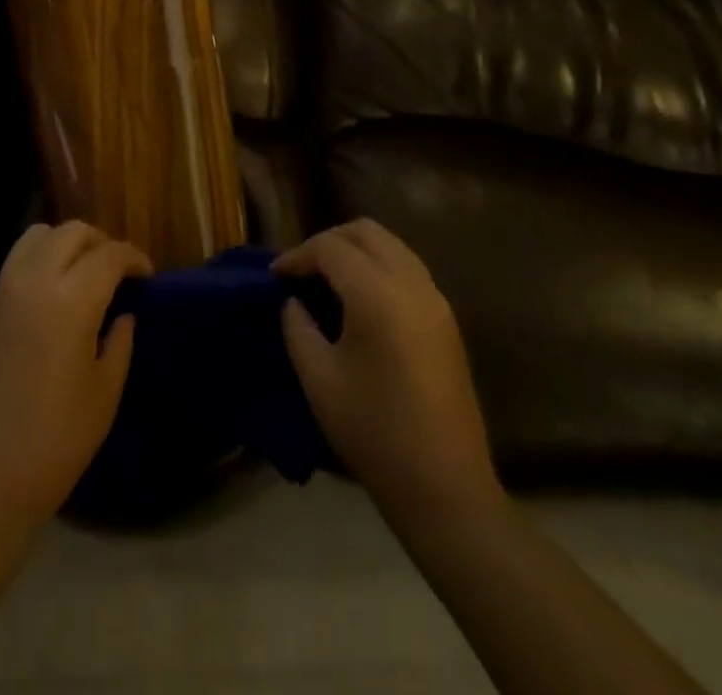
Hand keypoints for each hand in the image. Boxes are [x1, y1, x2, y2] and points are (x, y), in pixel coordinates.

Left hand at [0, 221, 150, 536]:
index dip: (134, 258)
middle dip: (99, 242)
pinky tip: (48, 304)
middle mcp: (32, 281)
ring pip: (35, 238)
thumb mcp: (103, 395)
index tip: (146, 275)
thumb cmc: (53, 444)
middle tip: (115, 273)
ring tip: (80, 276)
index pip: (109, 254)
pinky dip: (38, 266)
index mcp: (70, 300)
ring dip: (64, 244)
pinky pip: (13, 267)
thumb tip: (122, 314)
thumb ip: (119, 343)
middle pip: (70, 232)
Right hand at [276, 219, 500, 523]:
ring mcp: (435, 300)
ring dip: (356, 251)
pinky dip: (378, 267)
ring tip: (326, 282)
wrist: (445, 489)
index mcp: (378, 295)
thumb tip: (293, 301)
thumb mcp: (318, 379)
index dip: (297, 256)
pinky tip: (358, 300)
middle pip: (366, 231)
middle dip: (328, 241)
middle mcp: (412, 284)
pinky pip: (407, 268)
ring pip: (391, 245)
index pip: (330, 248)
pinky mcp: (447, 319)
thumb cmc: (373, 433)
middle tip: (301, 271)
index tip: (274, 277)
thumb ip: (297, 327)